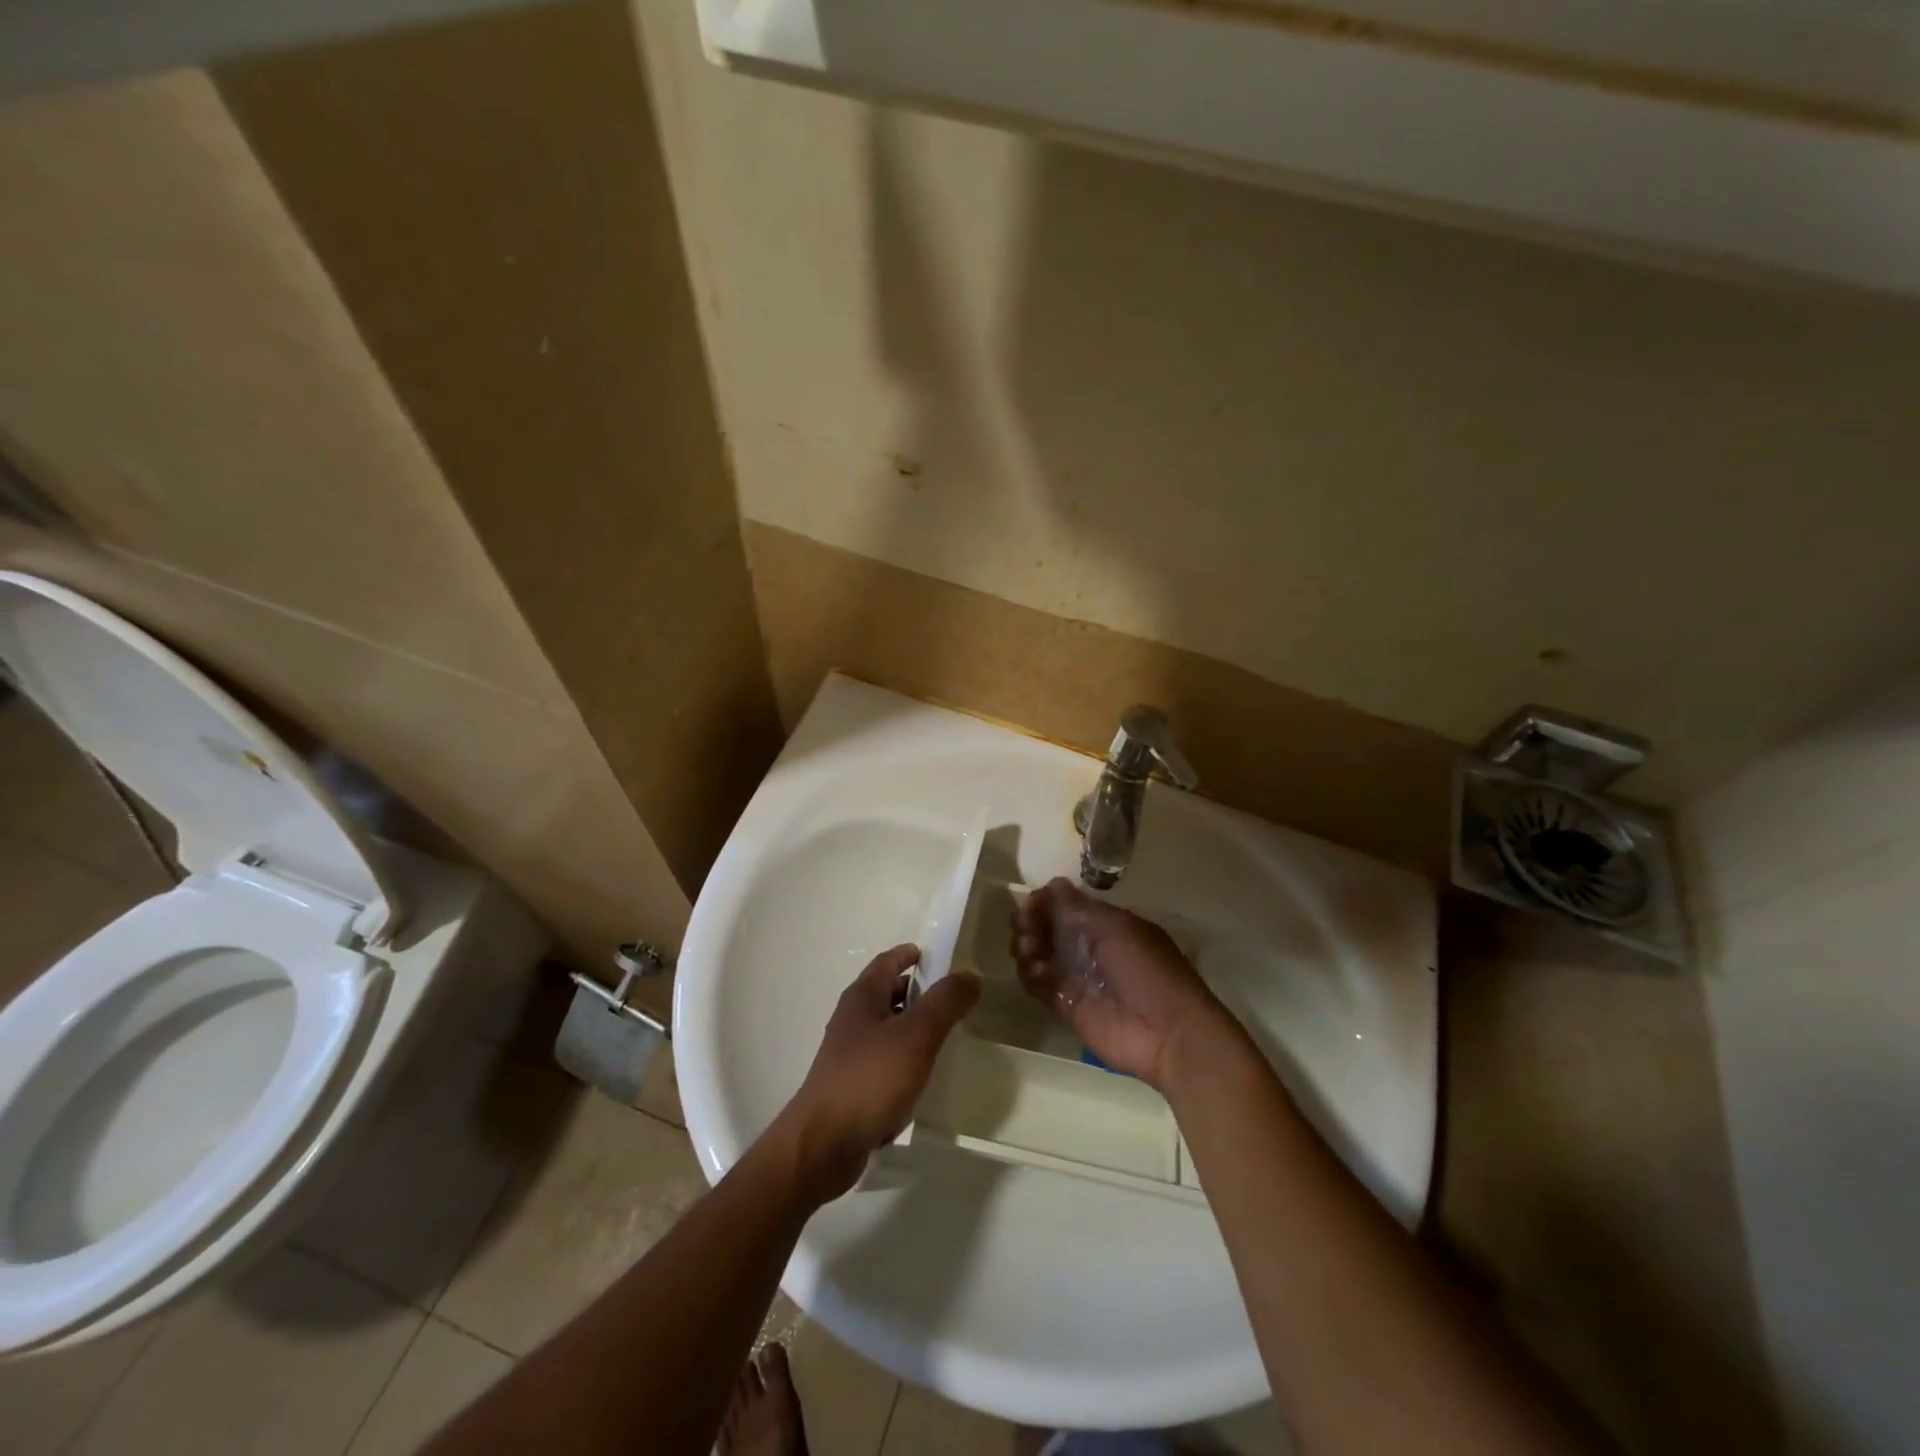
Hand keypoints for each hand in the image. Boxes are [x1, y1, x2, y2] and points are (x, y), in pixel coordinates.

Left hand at [776, 945, 979, 1202]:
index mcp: (863, 997)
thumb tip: (969, 976)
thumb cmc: (870, 1079)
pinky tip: (923, 1075)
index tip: (939, 956)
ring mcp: (849, 1053)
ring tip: (945, 1035)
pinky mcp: (852, 1085)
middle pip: (887, 992)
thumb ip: (945, 1003)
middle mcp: (852, 1019)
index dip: (911, 954)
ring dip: (912, 1026)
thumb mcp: (916, 1035)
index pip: (888, 961)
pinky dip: (904, 1057)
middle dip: (917, 991)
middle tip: (952, 997)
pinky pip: (884, 1059)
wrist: (823, 1145)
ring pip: (887, 1028)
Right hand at [1011, 878, 1231, 1090]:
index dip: (1045, 902)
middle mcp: (1088, 949)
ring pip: (1037, 955)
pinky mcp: (1065, 1007)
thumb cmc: (1147, 970)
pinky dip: (1029, 973)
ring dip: (1026, 945)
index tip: (1032, 902)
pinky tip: (1035, 969)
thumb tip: (1052, 884)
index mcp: (1106, 926)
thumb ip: (1080, 907)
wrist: (1167, 1033)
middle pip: (1047, 929)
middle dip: (1030, 922)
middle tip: (1025, 925)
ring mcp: (1075, 978)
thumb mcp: (1117, 929)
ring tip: (1030, 947)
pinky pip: (1038, 985)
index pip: (1066, 907)